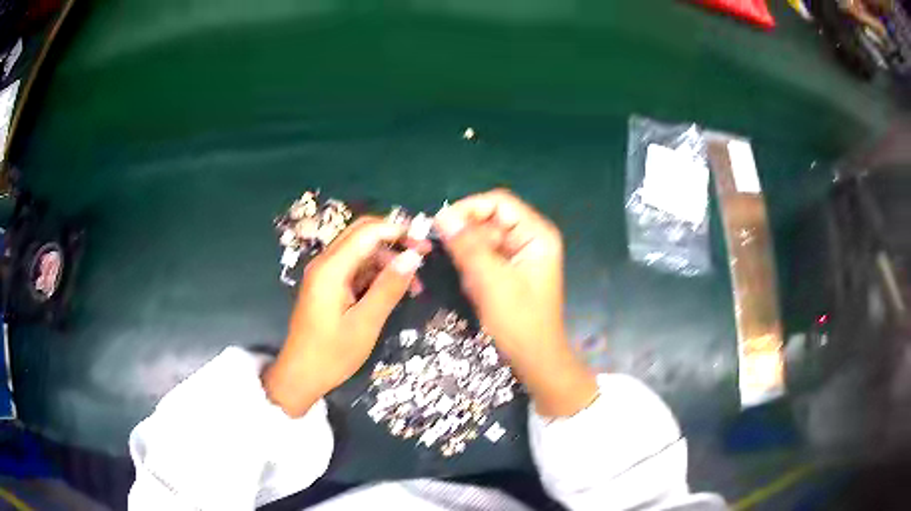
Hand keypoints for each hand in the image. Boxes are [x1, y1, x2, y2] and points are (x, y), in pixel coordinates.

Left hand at [263, 217, 426, 417]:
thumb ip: (388, 287)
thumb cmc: (332, 354)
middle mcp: (325, 263)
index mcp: (331, 268)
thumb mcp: (365, 323)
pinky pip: (355, 268)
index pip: (368, 232)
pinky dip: (377, 274)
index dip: (398, 231)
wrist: (301, 376)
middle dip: (395, 239)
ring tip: (415, 284)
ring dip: (388, 260)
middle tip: (424, 255)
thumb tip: (413, 256)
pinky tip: (395, 290)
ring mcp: (325, 274)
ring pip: (361, 251)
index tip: (426, 244)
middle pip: (363, 234)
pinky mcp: (328, 286)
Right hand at [434, 189, 597, 416]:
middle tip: (450, 259)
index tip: (440, 224)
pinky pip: (484, 260)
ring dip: (470, 259)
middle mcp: (530, 239)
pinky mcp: (510, 272)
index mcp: (536, 234)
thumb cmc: (520, 321)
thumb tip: (442, 216)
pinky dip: (474, 272)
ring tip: (472, 284)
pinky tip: (477, 291)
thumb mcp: (492, 281)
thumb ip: (468, 246)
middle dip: (468, 239)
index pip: (499, 203)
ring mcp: (520, 256)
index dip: (469, 208)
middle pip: (490, 221)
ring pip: (483, 241)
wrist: (535, 360)